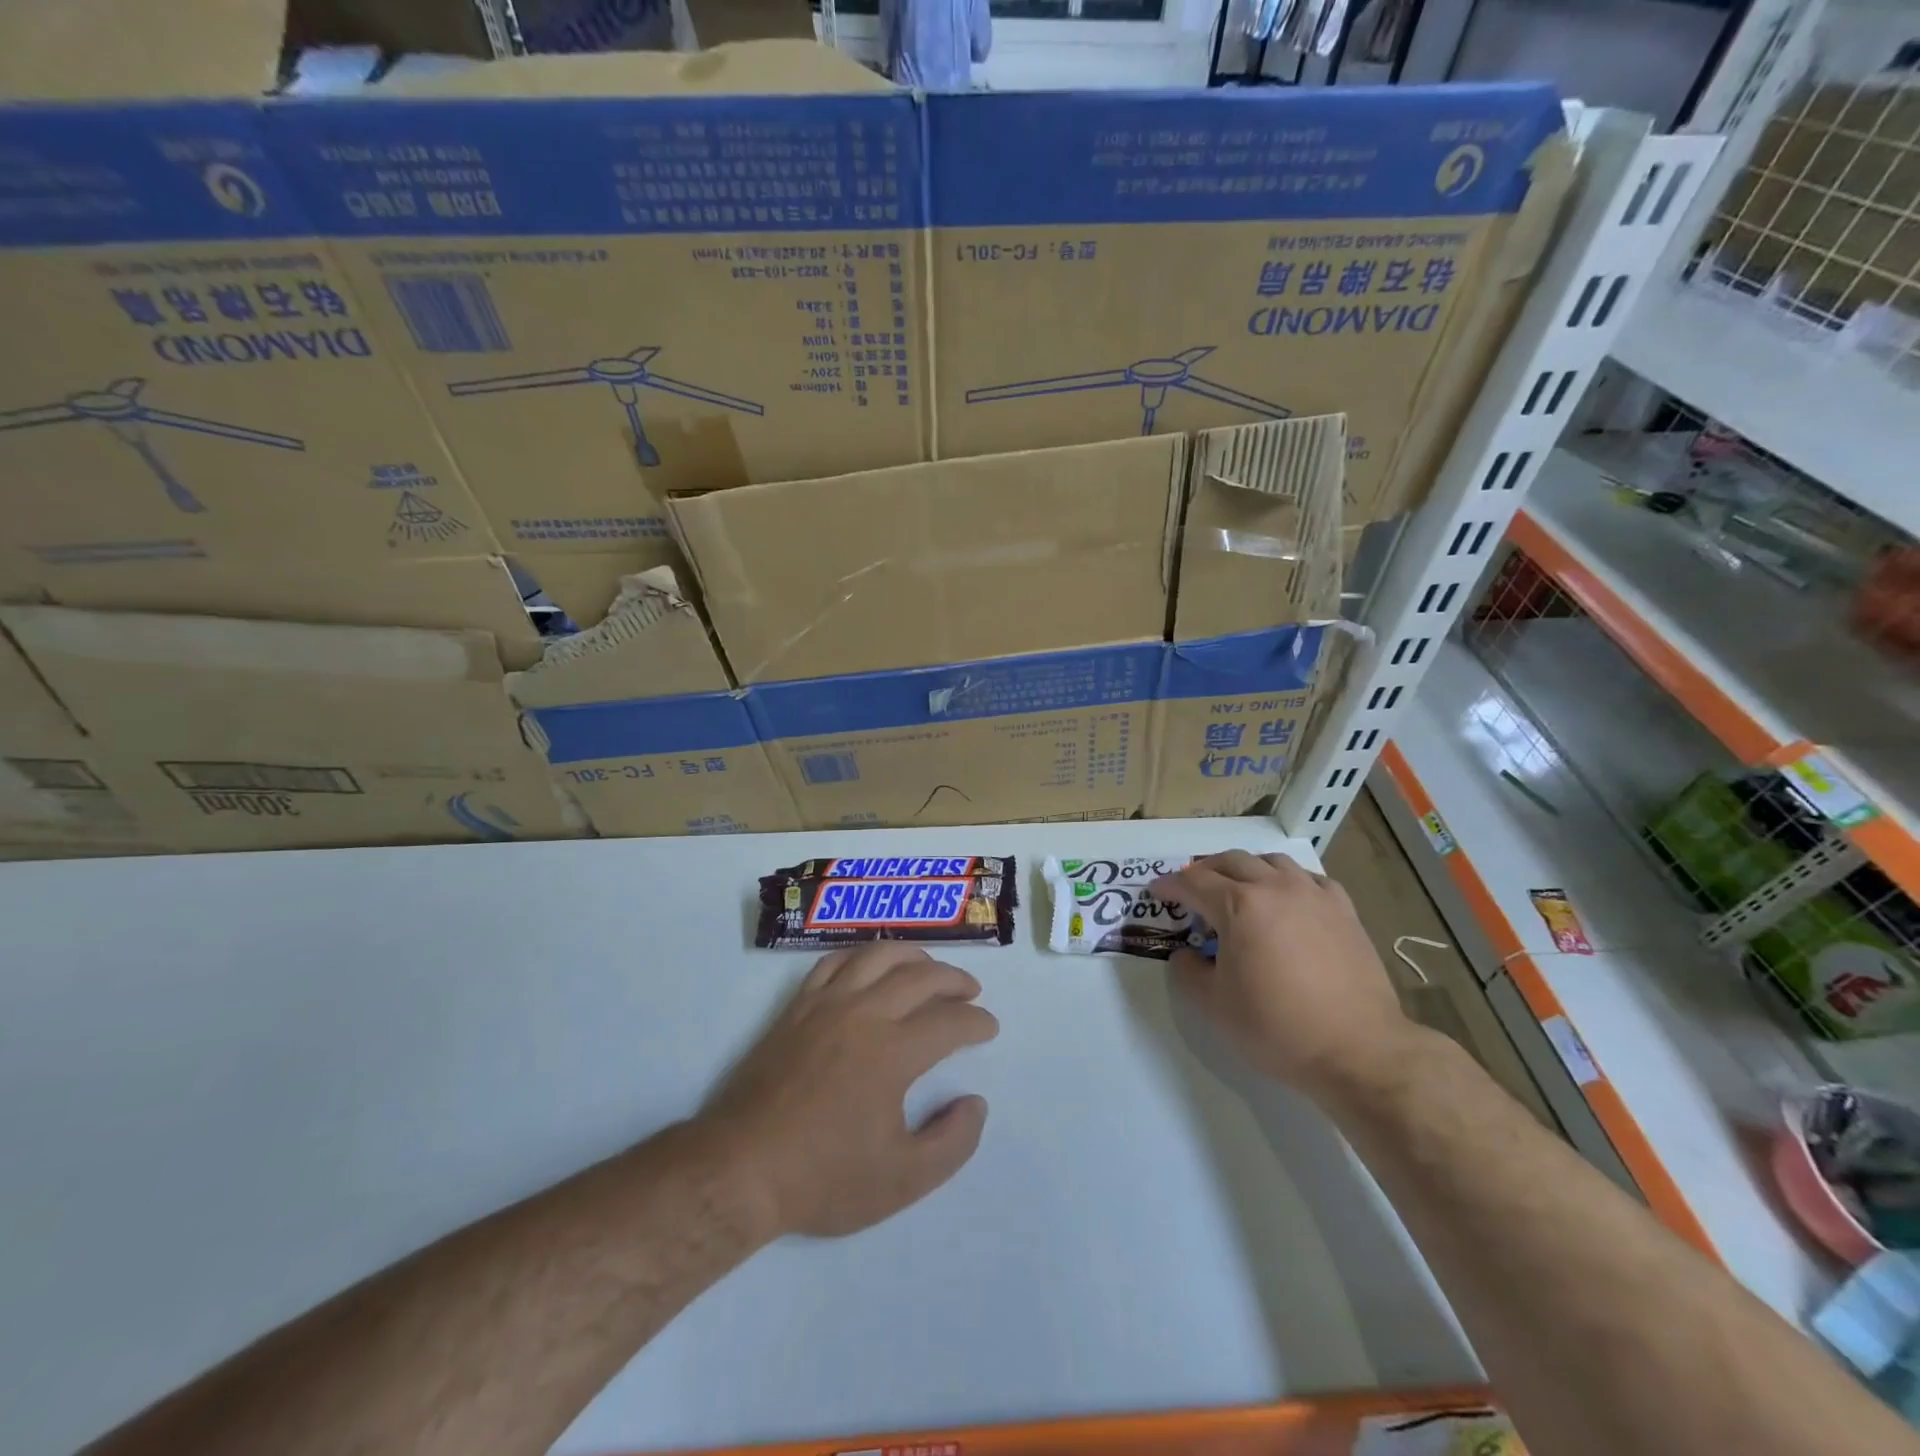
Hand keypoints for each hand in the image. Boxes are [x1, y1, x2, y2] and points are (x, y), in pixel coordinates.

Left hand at [700, 943, 998, 1238]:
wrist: (742, 1170)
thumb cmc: (824, 1178)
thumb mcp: (902, 1180)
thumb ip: (952, 1143)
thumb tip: (975, 1102)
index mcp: (893, 1052)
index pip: (950, 1021)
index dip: (977, 1022)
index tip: (989, 1028)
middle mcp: (864, 1014)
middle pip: (920, 977)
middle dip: (954, 980)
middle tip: (971, 992)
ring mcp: (826, 1004)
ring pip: (878, 956)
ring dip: (913, 956)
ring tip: (929, 969)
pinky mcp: (797, 1007)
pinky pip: (835, 963)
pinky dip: (862, 957)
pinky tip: (871, 967)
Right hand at [1151, 851, 1417, 1096]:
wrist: (1358, 1049)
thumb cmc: (1277, 1027)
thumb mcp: (1214, 1005)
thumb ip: (1189, 972)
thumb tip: (1187, 955)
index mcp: (1238, 905)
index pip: (1193, 883)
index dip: (1170, 886)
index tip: (1157, 892)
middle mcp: (1274, 887)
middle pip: (1230, 861)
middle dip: (1204, 871)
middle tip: (1192, 889)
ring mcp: (1313, 894)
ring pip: (1271, 861)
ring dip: (1245, 868)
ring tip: (1238, 887)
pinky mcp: (1343, 910)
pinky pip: (1308, 878)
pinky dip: (1287, 880)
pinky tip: (1286, 899)